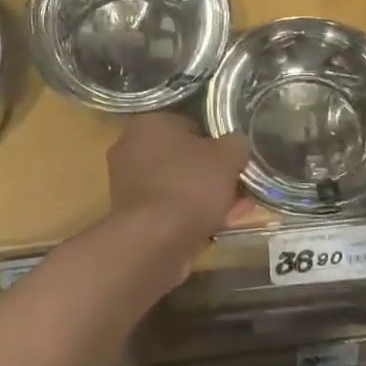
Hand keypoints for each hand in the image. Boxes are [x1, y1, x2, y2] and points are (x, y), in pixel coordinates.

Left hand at [105, 113, 251, 257]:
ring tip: (235, 212)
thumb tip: (237, 143)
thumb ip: (236, 144)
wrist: (152, 242)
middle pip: (184, 159)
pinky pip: (168, 209)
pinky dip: (190, 216)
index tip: (235, 162)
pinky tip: (216, 228)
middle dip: (212, 175)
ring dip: (205, 198)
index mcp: (150, 123)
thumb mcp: (227, 157)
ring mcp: (127, 184)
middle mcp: (131, 148)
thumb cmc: (188, 186)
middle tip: (238, 189)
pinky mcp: (131, 216)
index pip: (192, 125)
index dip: (218, 144)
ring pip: (178, 186)